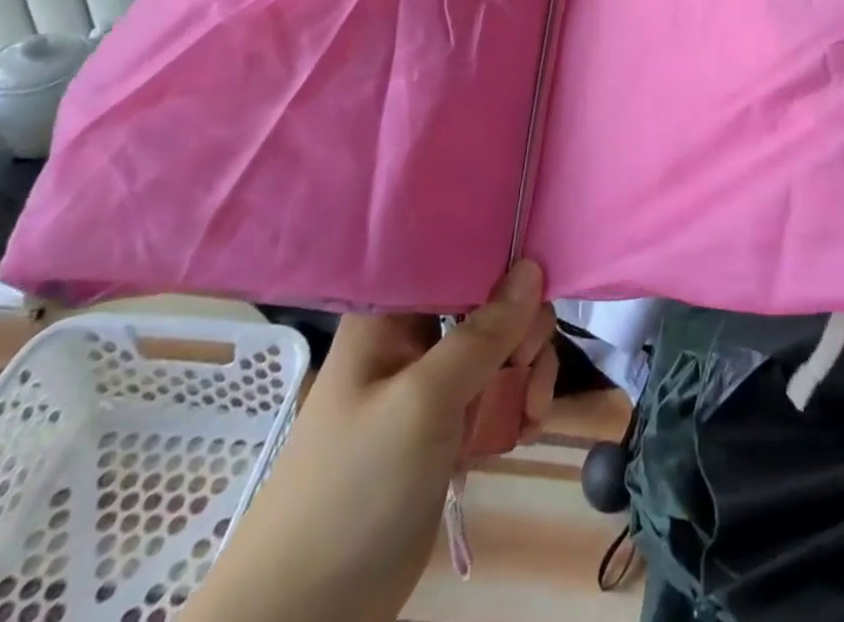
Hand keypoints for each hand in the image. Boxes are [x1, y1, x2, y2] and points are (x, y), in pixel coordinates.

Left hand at [185, 262, 557, 621]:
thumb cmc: (356, 487)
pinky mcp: (445, 427)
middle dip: (522, 331)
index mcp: (392, 313)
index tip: (536, 285)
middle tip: (527, 368)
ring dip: (528, 373)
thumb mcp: (424, 401)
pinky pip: (497, 392)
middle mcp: (413, 338)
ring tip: (533, 413)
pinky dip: (518, 405)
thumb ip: (483, 333)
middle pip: (489, 303)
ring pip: (500, 348)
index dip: (500, 261)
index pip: (455, 256)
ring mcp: (429, 385)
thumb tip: (532, 266)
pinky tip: (528, 429)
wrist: (306, 617)